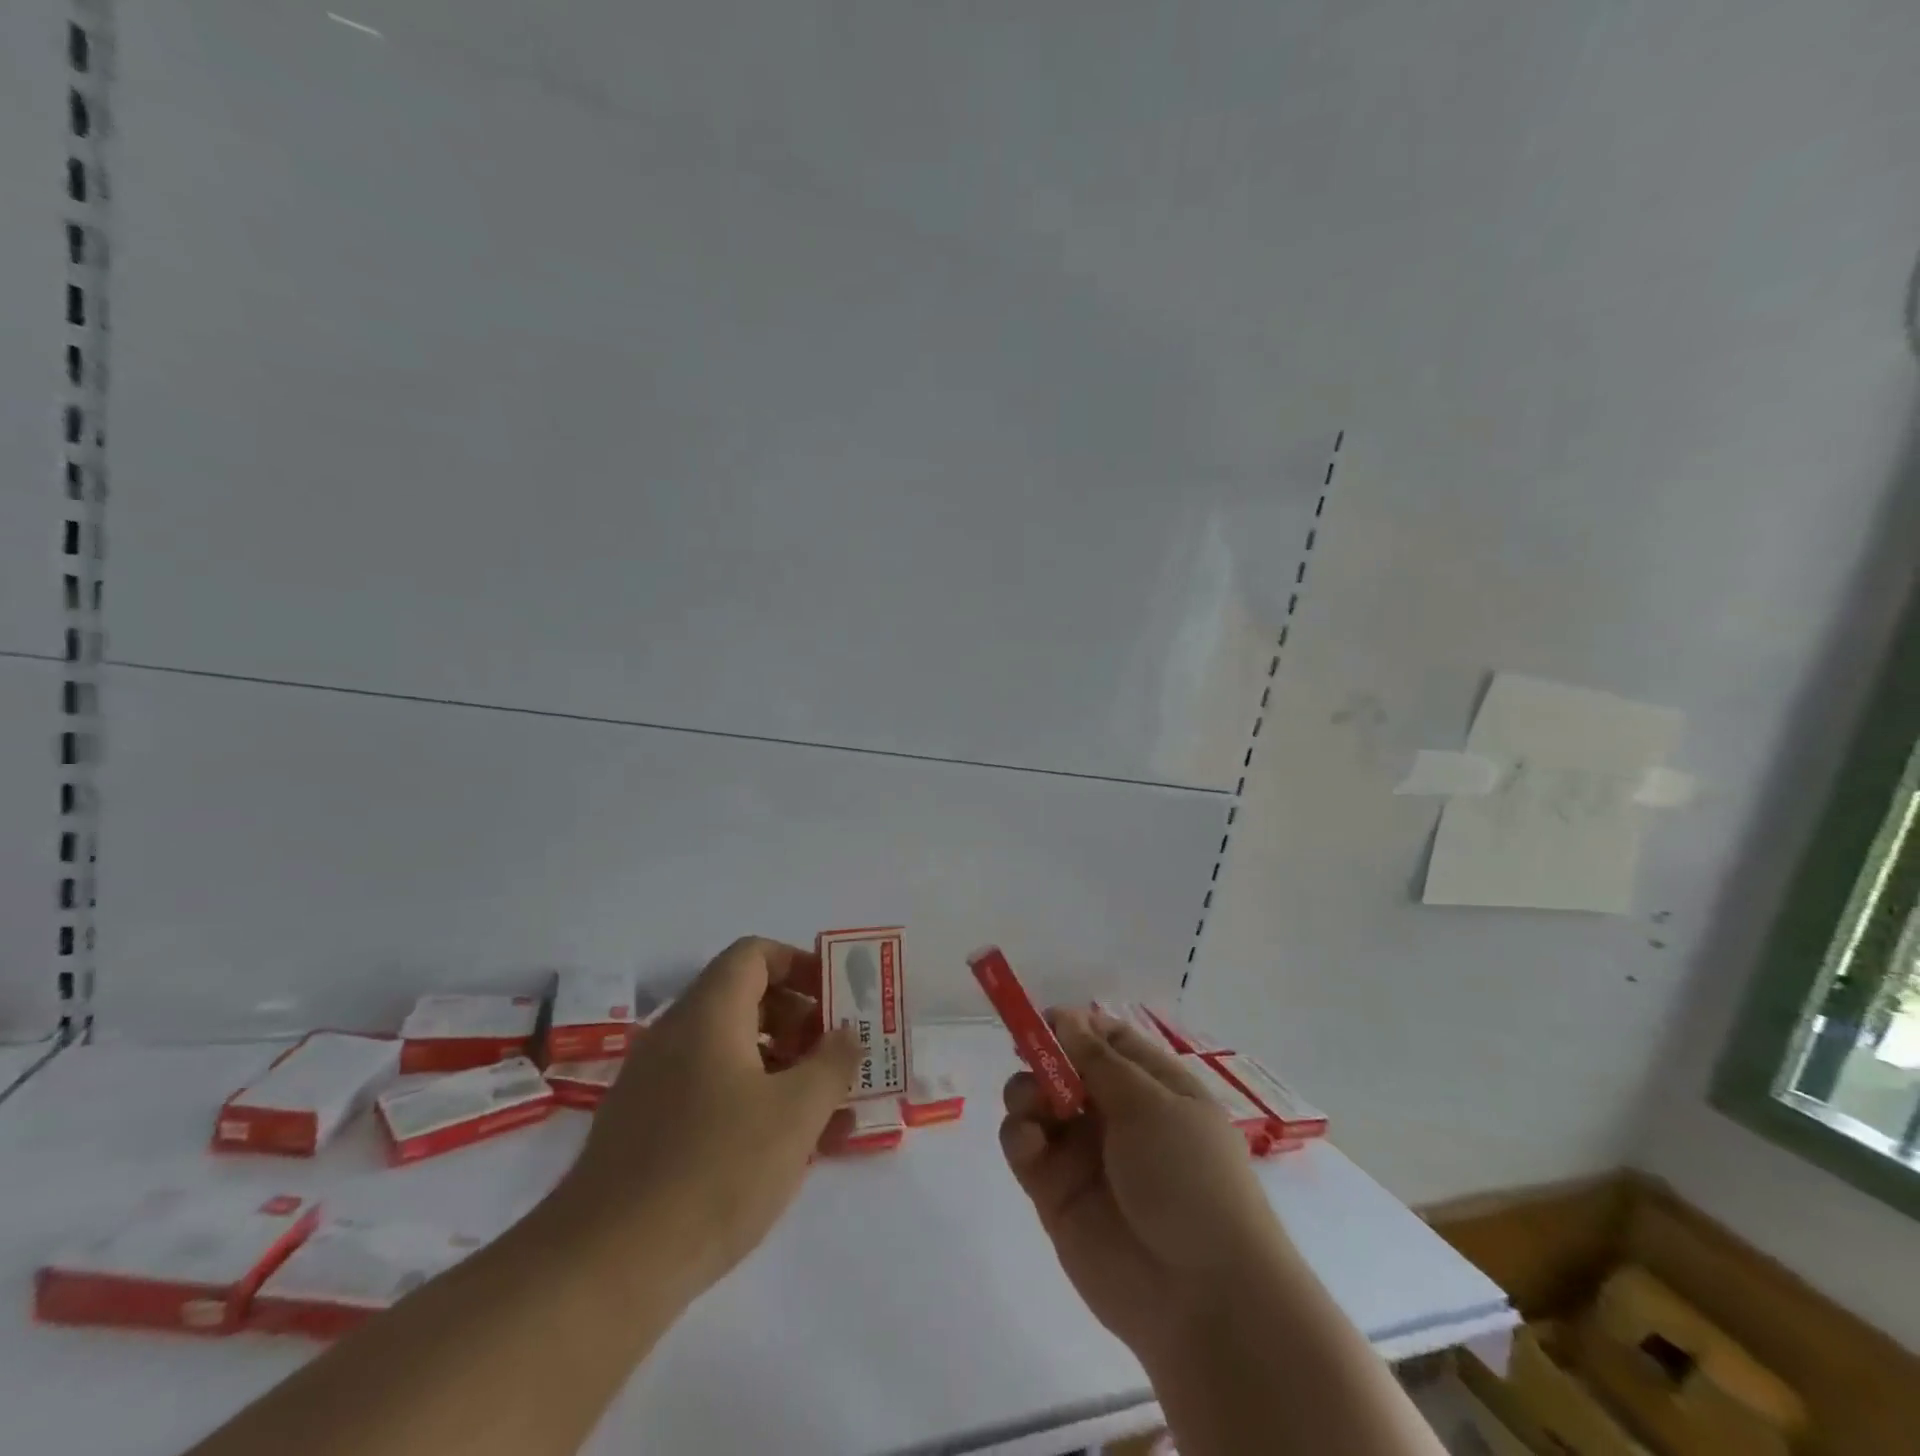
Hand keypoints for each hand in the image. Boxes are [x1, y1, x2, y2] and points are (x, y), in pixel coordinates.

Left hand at [549, 937, 859, 1300]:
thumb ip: (832, 1063)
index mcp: (708, 1014)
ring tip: (819, 1107)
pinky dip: (748, 1097)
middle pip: (743, 998)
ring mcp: (652, 1082)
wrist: (603, 1270)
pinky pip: (706, 1088)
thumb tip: (846, 1033)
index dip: (801, 964)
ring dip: (778, 1063)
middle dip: (798, 1019)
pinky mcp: (642, 1128)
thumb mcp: (796, 1113)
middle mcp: (674, 1035)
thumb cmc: (715, 1170)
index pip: (755, 954)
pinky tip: (777, 1147)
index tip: (836, 999)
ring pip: (727, 1048)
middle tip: (835, 1055)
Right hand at [999, 1010, 1287, 1365]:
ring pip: (1039, 1104)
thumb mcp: (1151, 1104)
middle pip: (1066, 1069)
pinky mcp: (1056, 1193)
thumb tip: (1065, 1017)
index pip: (1109, 1042)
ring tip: (1035, 1106)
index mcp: (1154, 1089)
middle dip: (1043, 1058)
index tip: (1044, 1018)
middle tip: (1030, 1058)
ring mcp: (1085, 1155)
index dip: (1077, 1026)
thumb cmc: (1188, 1177)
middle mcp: (1118, 1117)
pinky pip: (1025, 1149)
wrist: (1200, 1295)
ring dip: (1027, 1093)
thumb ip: (1098, 1060)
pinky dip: (1020, 1137)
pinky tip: (1031, 1143)